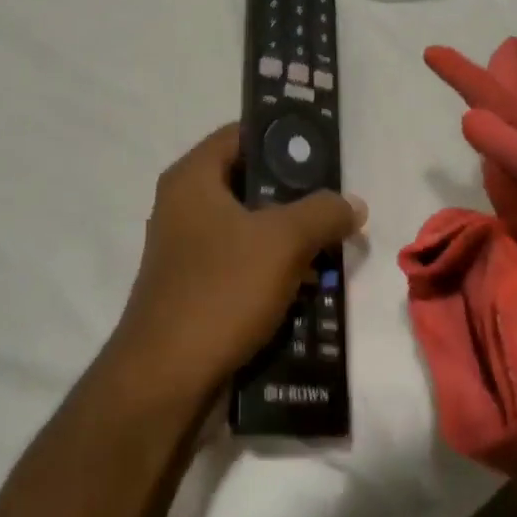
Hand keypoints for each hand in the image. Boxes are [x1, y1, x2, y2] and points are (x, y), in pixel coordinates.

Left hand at [115, 125, 365, 400]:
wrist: (165, 382)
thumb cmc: (220, 291)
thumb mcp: (282, 242)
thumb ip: (323, 212)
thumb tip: (352, 203)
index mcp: (192, 179)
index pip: (241, 134)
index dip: (283, 136)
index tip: (324, 151)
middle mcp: (184, 206)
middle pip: (249, 182)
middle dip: (295, 194)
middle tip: (335, 203)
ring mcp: (187, 251)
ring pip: (249, 227)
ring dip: (288, 237)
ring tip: (331, 247)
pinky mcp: (195, 289)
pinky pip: (241, 264)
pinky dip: (272, 269)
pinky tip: (307, 285)